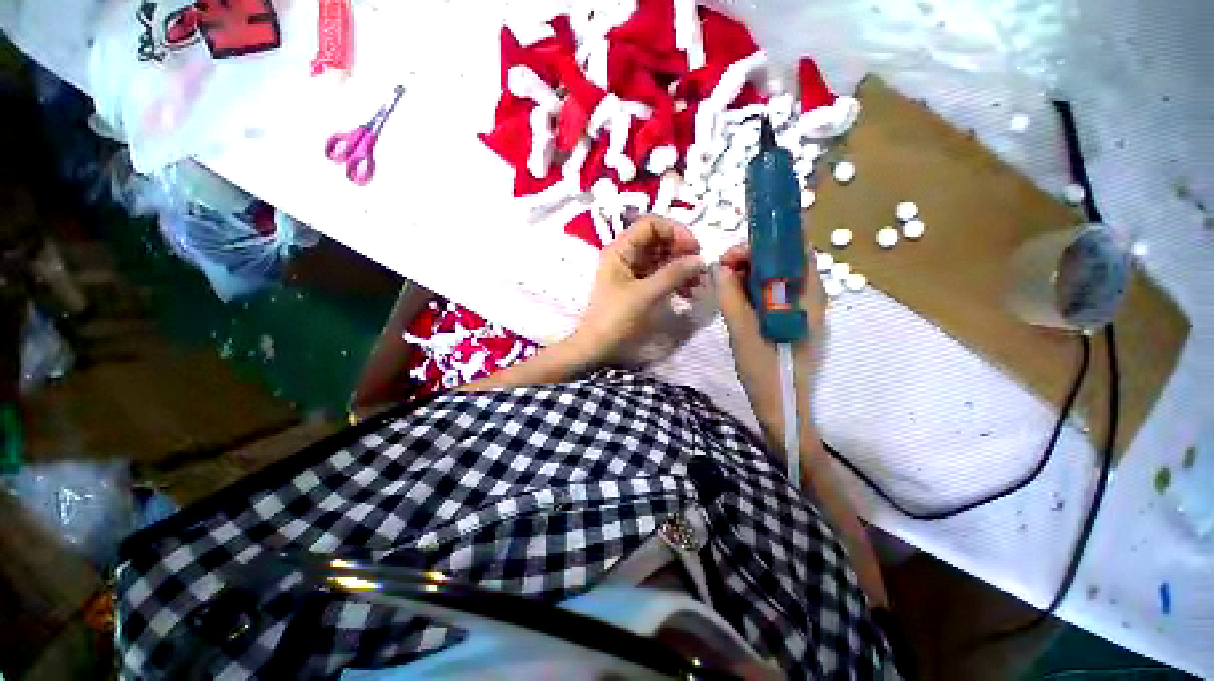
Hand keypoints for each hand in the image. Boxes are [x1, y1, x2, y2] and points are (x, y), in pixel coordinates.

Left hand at [565, 216, 703, 366]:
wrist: (598, 347)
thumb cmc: (616, 318)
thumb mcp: (645, 295)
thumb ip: (673, 274)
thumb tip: (700, 260)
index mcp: (620, 250)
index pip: (651, 224)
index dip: (675, 231)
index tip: (694, 249)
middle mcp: (626, 255)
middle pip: (658, 240)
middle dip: (681, 251)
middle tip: (699, 269)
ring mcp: (632, 271)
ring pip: (661, 258)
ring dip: (681, 267)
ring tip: (697, 284)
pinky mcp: (638, 287)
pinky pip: (660, 275)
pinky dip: (674, 280)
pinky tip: (687, 292)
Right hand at [716, 244, 825, 450]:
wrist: (781, 407)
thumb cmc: (766, 371)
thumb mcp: (743, 332)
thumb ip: (731, 297)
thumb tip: (719, 268)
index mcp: (807, 296)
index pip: (796, 248)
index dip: (766, 241)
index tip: (735, 254)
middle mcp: (808, 296)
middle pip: (783, 260)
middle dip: (751, 257)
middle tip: (722, 269)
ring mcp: (798, 309)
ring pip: (774, 277)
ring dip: (748, 273)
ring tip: (723, 283)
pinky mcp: (787, 320)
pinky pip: (769, 294)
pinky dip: (750, 289)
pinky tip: (733, 298)